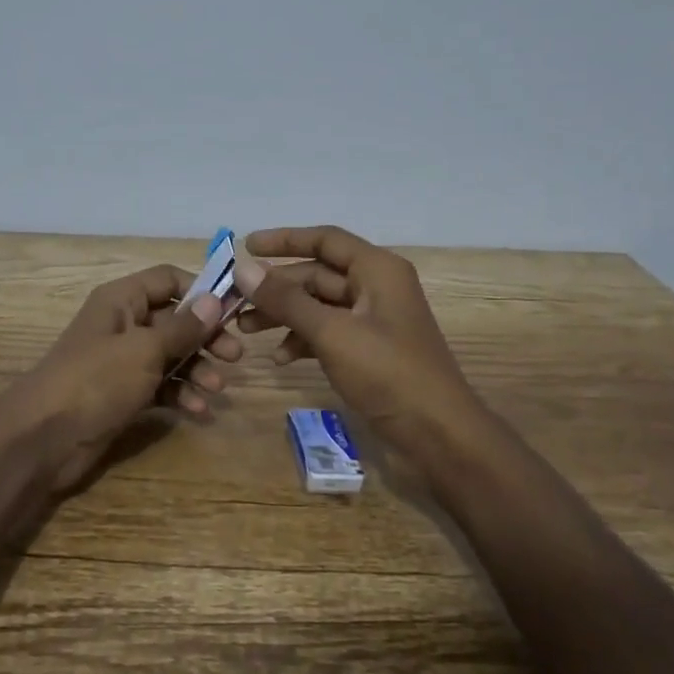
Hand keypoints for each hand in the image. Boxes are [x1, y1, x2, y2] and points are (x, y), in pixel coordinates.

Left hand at [0, 264, 239, 494]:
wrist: (43, 438)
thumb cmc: (96, 380)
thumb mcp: (144, 349)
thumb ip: (183, 327)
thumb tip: (215, 299)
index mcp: (121, 300)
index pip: (167, 280)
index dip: (200, 291)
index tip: (233, 310)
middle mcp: (123, 325)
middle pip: (174, 320)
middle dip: (205, 337)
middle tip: (235, 356)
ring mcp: (122, 362)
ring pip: (170, 356)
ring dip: (197, 370)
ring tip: (217, 388)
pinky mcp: (123, 395)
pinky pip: (160, 386)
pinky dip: (180, 395)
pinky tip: (198, 410)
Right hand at [235, 226, 487, 458]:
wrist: (438, 433)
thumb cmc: (388, 373)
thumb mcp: (332, 333)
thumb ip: (286, 300)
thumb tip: (243, 268)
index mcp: (377, 270)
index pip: (324, 240)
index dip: (284, 240)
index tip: (245, 246)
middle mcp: (376, 286)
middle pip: (317, 275)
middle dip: (276, 288)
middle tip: (235, 301)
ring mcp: (373, 319)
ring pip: (319, 305)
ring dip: (284, 315)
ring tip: (246, 331)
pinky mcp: (369, 349)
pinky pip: (328, 331)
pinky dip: (304, 340)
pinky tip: (281, 359)